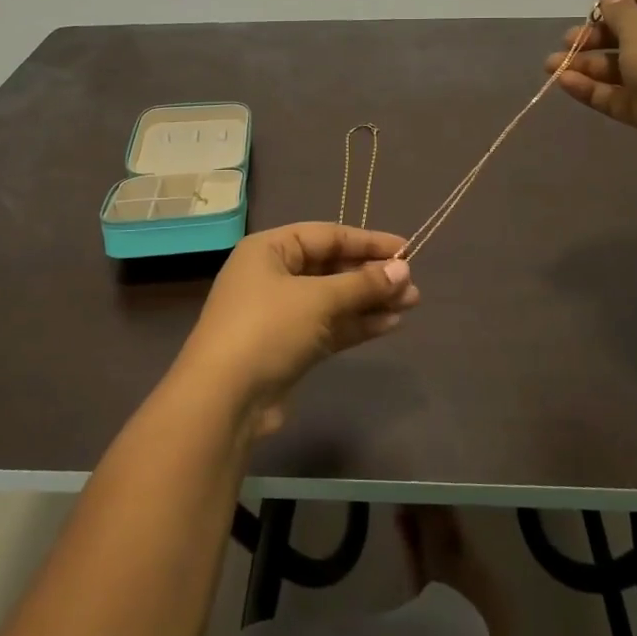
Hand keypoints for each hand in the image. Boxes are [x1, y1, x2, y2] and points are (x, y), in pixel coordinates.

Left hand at [172, 223, 420, 435]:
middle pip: (330, 267)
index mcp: (268, 250)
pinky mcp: (289, 347)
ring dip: (370, 300)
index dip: (366, 241)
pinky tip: (390, 323)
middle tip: (412, 283)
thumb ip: (362, 284)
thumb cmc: (267, 329)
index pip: (325, 236)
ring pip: (333, 299)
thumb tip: (403, 270)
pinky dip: (357, 323)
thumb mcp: (317, 299)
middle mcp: (272, 276)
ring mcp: (280, 314)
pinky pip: (330, 326)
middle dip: (371, 275)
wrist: (224, 399)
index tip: (405, 248)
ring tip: (411, 302)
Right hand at [544, 0, 636, 174]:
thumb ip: (619, 11)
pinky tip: (564, 84)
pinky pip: (619, 94)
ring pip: (620, 67)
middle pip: (630, 33)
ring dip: (585, 64)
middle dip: (595, 37)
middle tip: (567, 42)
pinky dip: (593, 89)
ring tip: (551, 66)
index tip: (596, 11)